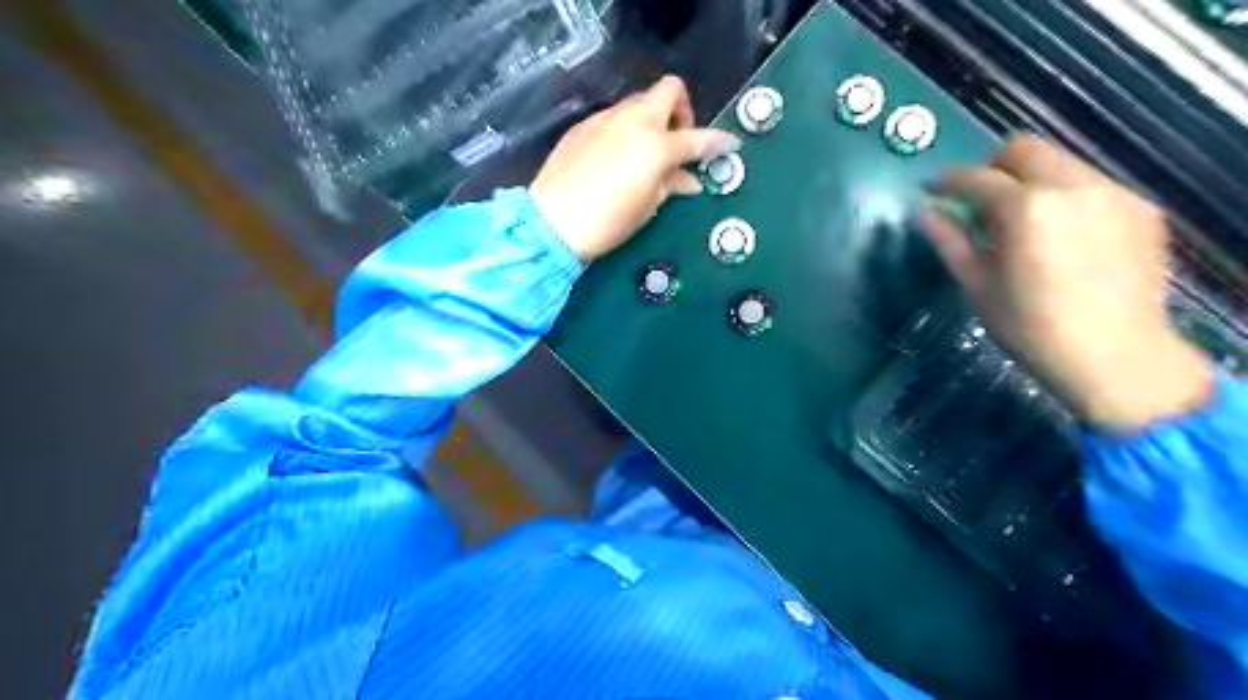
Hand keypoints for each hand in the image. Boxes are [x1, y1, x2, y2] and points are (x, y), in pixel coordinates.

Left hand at [527, 76, 738, 261]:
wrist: (552, 222)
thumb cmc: (607, 222)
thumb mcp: (647, 207)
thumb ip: (671, 184)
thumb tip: (689, 179)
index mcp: (655, 145)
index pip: (697, 137)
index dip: (718, 141)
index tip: (728, 144)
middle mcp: (633, 121)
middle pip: (669, 90)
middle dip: (682, 109)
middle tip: (679, 138)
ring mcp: (605, 119)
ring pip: (639, 102)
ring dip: (652, 118)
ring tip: (647, 151)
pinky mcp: (583, 125)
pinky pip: (614, 117)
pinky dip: (626, 129)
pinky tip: (618, 157)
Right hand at [920, 135, 1203, 431]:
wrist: (1116, 357)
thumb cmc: (1030, 327)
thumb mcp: (977, 285)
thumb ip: (950, 240)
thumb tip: (924, 211)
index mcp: (1026, 208)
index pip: (976, 178)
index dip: (947, 181)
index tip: (931, 190)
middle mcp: (1073, 186)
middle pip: (1024, 150)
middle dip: (992, 168)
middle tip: (977, 201)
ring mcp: (1113, 193)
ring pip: (1061, 163)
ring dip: (1030, 181)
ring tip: (1020, 222)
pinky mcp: (1141, 208)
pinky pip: (1091, 186)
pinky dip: (1065, 197)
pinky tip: (1061, 236)